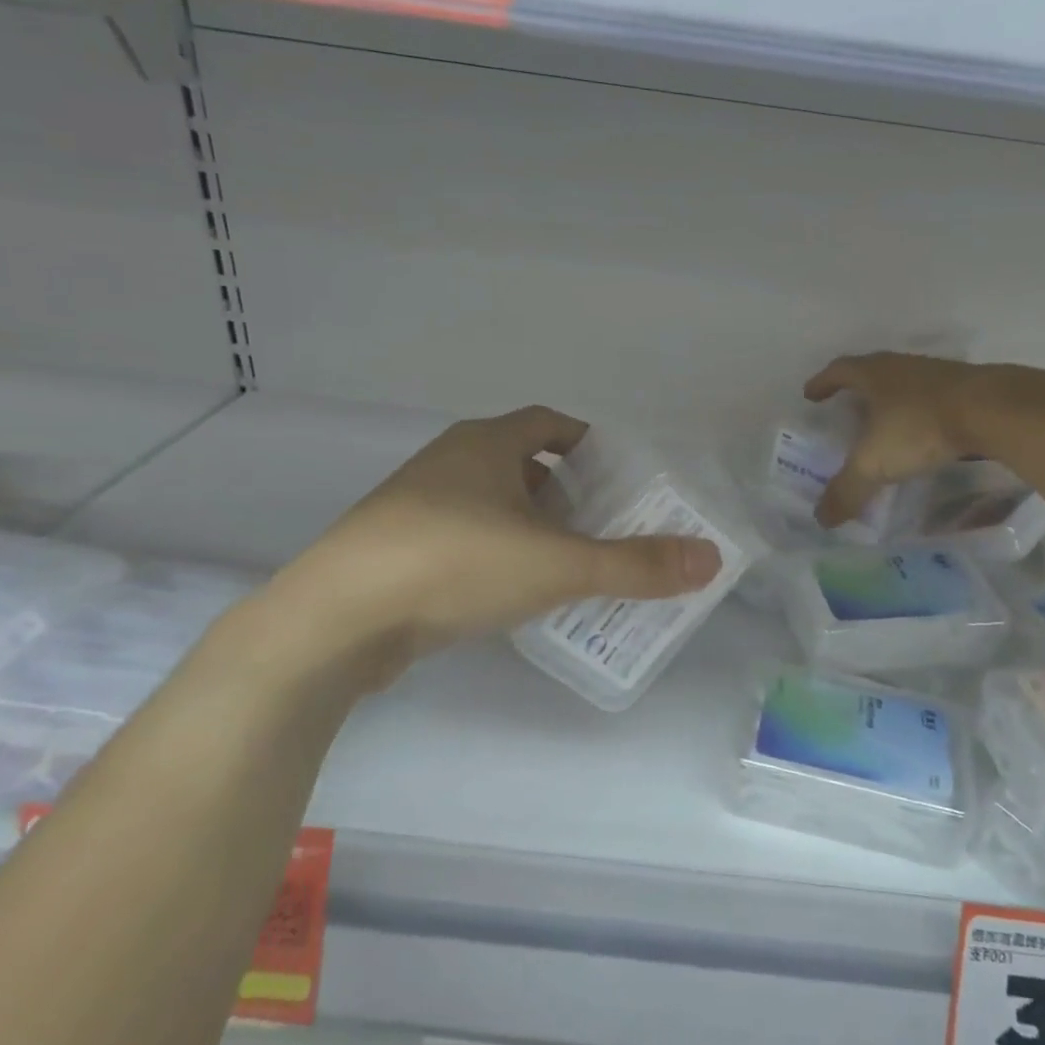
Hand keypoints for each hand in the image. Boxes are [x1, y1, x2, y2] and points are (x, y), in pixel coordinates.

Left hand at [256, 406, 721, 693]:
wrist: (334, 621)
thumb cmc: (455, 564)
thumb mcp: (557, 564)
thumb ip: (636, 564)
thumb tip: (710, 559)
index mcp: (486, 445)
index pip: (549, 423)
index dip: (587, 442)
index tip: (619, 476)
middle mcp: (449, 464)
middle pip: (522, 463)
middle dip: (566, 490)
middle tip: (605, 524)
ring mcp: (415, 507)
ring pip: (490, 504)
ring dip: (531, 526)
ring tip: (568, 562)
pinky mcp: (395, 550)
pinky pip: (463, 539)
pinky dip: (497, 555)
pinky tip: (513, 593)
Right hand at [804, 353, 989, 527]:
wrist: (993, 411)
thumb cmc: (921, 427)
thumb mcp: (875, 463)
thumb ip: (847, 490)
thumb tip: (821, 518)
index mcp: (874, 374)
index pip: (839, 370)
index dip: (822, 383)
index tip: (810, 394)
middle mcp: (903, 367)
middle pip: (873, 373)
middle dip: (857, 391)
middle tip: (846, 411)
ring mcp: (938, 375)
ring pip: (906, 385)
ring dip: (892, 402)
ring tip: (885, 426)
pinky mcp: (968, 390)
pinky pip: (934, 400)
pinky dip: (922, 415)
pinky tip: (925, 435)